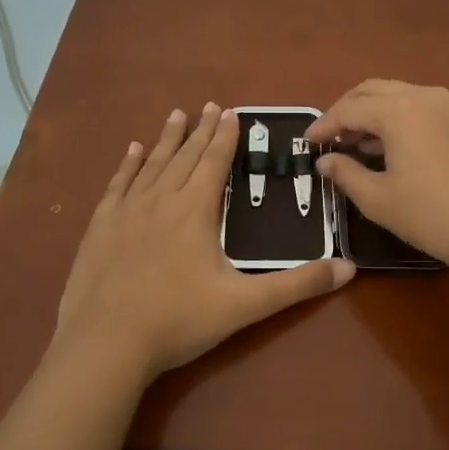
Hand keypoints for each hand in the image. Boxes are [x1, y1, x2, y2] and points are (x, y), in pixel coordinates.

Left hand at [52, 104, 354, 381]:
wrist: (106, 344)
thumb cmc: (179, 321)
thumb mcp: (246, 305)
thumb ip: (297, 285)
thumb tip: (348, 268)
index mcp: (195, 211)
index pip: (214, 163)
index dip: (225, 137)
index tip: (231, 111)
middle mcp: (161, 200)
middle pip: (184, 156)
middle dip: (200, 130)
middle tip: (210, 105)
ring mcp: (126, 211)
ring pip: (152, 164)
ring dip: (167, 139)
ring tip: (176, 114)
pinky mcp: (100, 227)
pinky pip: (118, 184)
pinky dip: (128, 165)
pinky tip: (132, 151)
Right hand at [305, 80, 448, 275]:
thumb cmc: (431, 215)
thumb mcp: (378, 199)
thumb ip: (346, 173)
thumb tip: (325, 161)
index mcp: (398, 110)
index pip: (349, 109)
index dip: (324, 125)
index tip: (307, 144)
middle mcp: (422, 96)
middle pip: (373, 90)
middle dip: (346, 110)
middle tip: (329, 138)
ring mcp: (447, 106)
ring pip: (397, 96)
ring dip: (371, 113)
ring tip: (352, 144)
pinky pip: (417, 107)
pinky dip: (395, 119)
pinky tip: (386, 148)